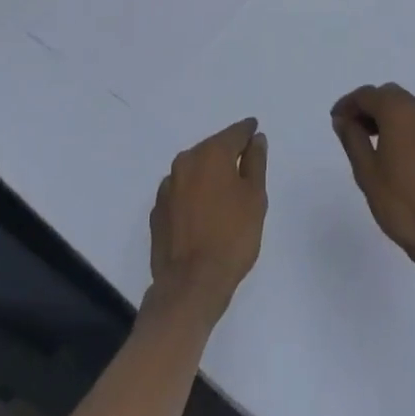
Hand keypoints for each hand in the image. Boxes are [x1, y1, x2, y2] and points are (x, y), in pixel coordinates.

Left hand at [147, 118, 268, 322]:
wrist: (190, 285)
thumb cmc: (231, 238)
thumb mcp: (255, 198)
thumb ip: (256, 163)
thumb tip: (256, 139)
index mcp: (211, 154)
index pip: (234, 133)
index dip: (248, 131)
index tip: (255, 130)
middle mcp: (185, 162)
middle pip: (212, 148)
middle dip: (227, 152)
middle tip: (244, 162)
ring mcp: (167, 186)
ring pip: (194, 169)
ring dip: (209, 173)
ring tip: (224, 189)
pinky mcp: (158, 210)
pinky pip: (181, 191)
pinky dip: (193, 193)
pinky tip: (203, 210)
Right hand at [331, 83, 414, 292]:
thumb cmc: (401, 203)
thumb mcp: (366, 172)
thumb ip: (353, 139)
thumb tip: (344, 119)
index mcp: (399, 113)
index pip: (368, 94)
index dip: (348, 104)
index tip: (337, 120)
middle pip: (390, 95)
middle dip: (370, 106)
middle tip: (353, 128)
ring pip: (409, 108)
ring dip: (389, 116)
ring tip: (374, 142)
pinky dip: (406, 129)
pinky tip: (400, 156)